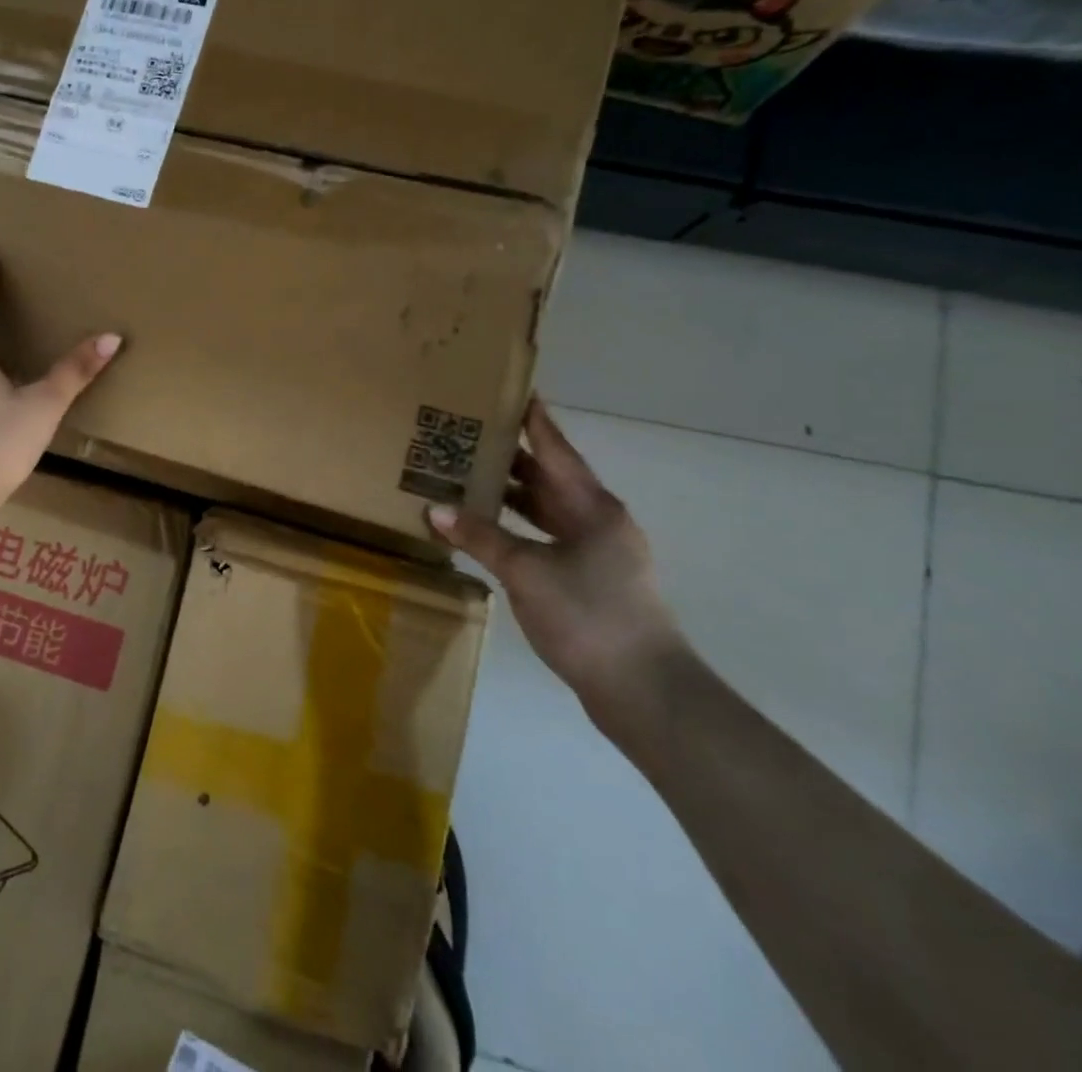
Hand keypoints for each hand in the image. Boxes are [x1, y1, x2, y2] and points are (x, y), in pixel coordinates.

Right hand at [426, 397, 686, 734]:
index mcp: (593, 507)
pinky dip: (517, 530)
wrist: (645, 691)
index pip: (557, 450)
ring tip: (469, 477)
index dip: (534, 420)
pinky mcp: (590, 582)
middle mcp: (598, 522)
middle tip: (469, 434)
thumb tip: (436, 509)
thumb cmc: (589, 616)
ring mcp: (597, 554)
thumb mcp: (527, 571)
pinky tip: (488, 531)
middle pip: (549, 478)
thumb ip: (481, 538)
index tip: (513, 390)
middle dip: (512, 457)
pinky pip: (546, 539)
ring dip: (512, 496)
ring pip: (547, 511)